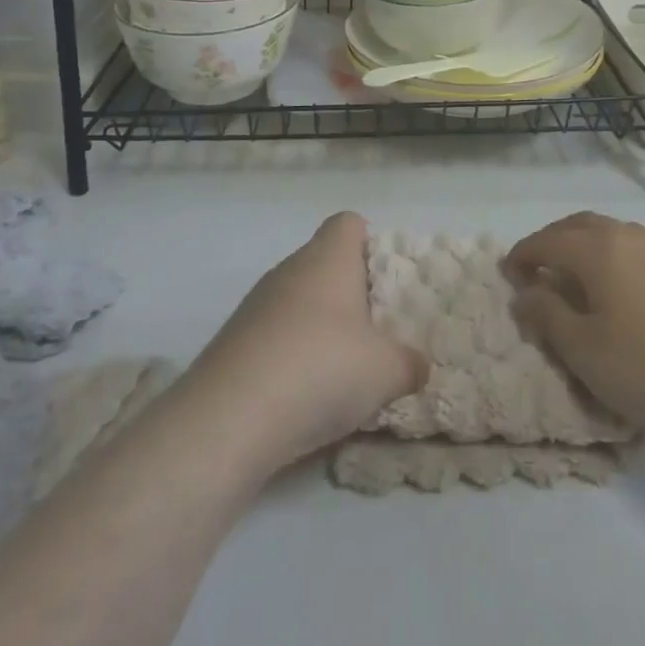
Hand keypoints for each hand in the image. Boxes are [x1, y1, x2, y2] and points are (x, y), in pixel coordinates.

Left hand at [185, 213, 427, 473]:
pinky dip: (291, 358)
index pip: (349, 224)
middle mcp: (289, 269)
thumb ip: (410, 363)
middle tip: (376, 333)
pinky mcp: (233, 343)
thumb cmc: (320, 370)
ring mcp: (255, 305)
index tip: (388, 282)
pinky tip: (305, 397)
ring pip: (298, 303)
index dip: (371, 244)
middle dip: (350, 295)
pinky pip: (274, 337)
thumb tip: (417, 365)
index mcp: (328, 258)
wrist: (227, 421)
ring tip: (344, 371)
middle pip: (324, 265)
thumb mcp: (386, 372)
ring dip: (320, 329)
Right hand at [507, 212, 644, 438]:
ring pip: (605, 231)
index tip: (506, 274)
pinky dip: (606, 254)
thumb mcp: (586, 351)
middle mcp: (624, 234)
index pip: (545, 242)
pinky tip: (614, 286)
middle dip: (549, 243)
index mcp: (596, 249)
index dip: (521, 256)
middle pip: (575, 226)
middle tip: (534, 271)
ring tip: (571, 278)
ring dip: (579, 246)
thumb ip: (548, 317)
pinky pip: (629, 245)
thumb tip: (525, 293)